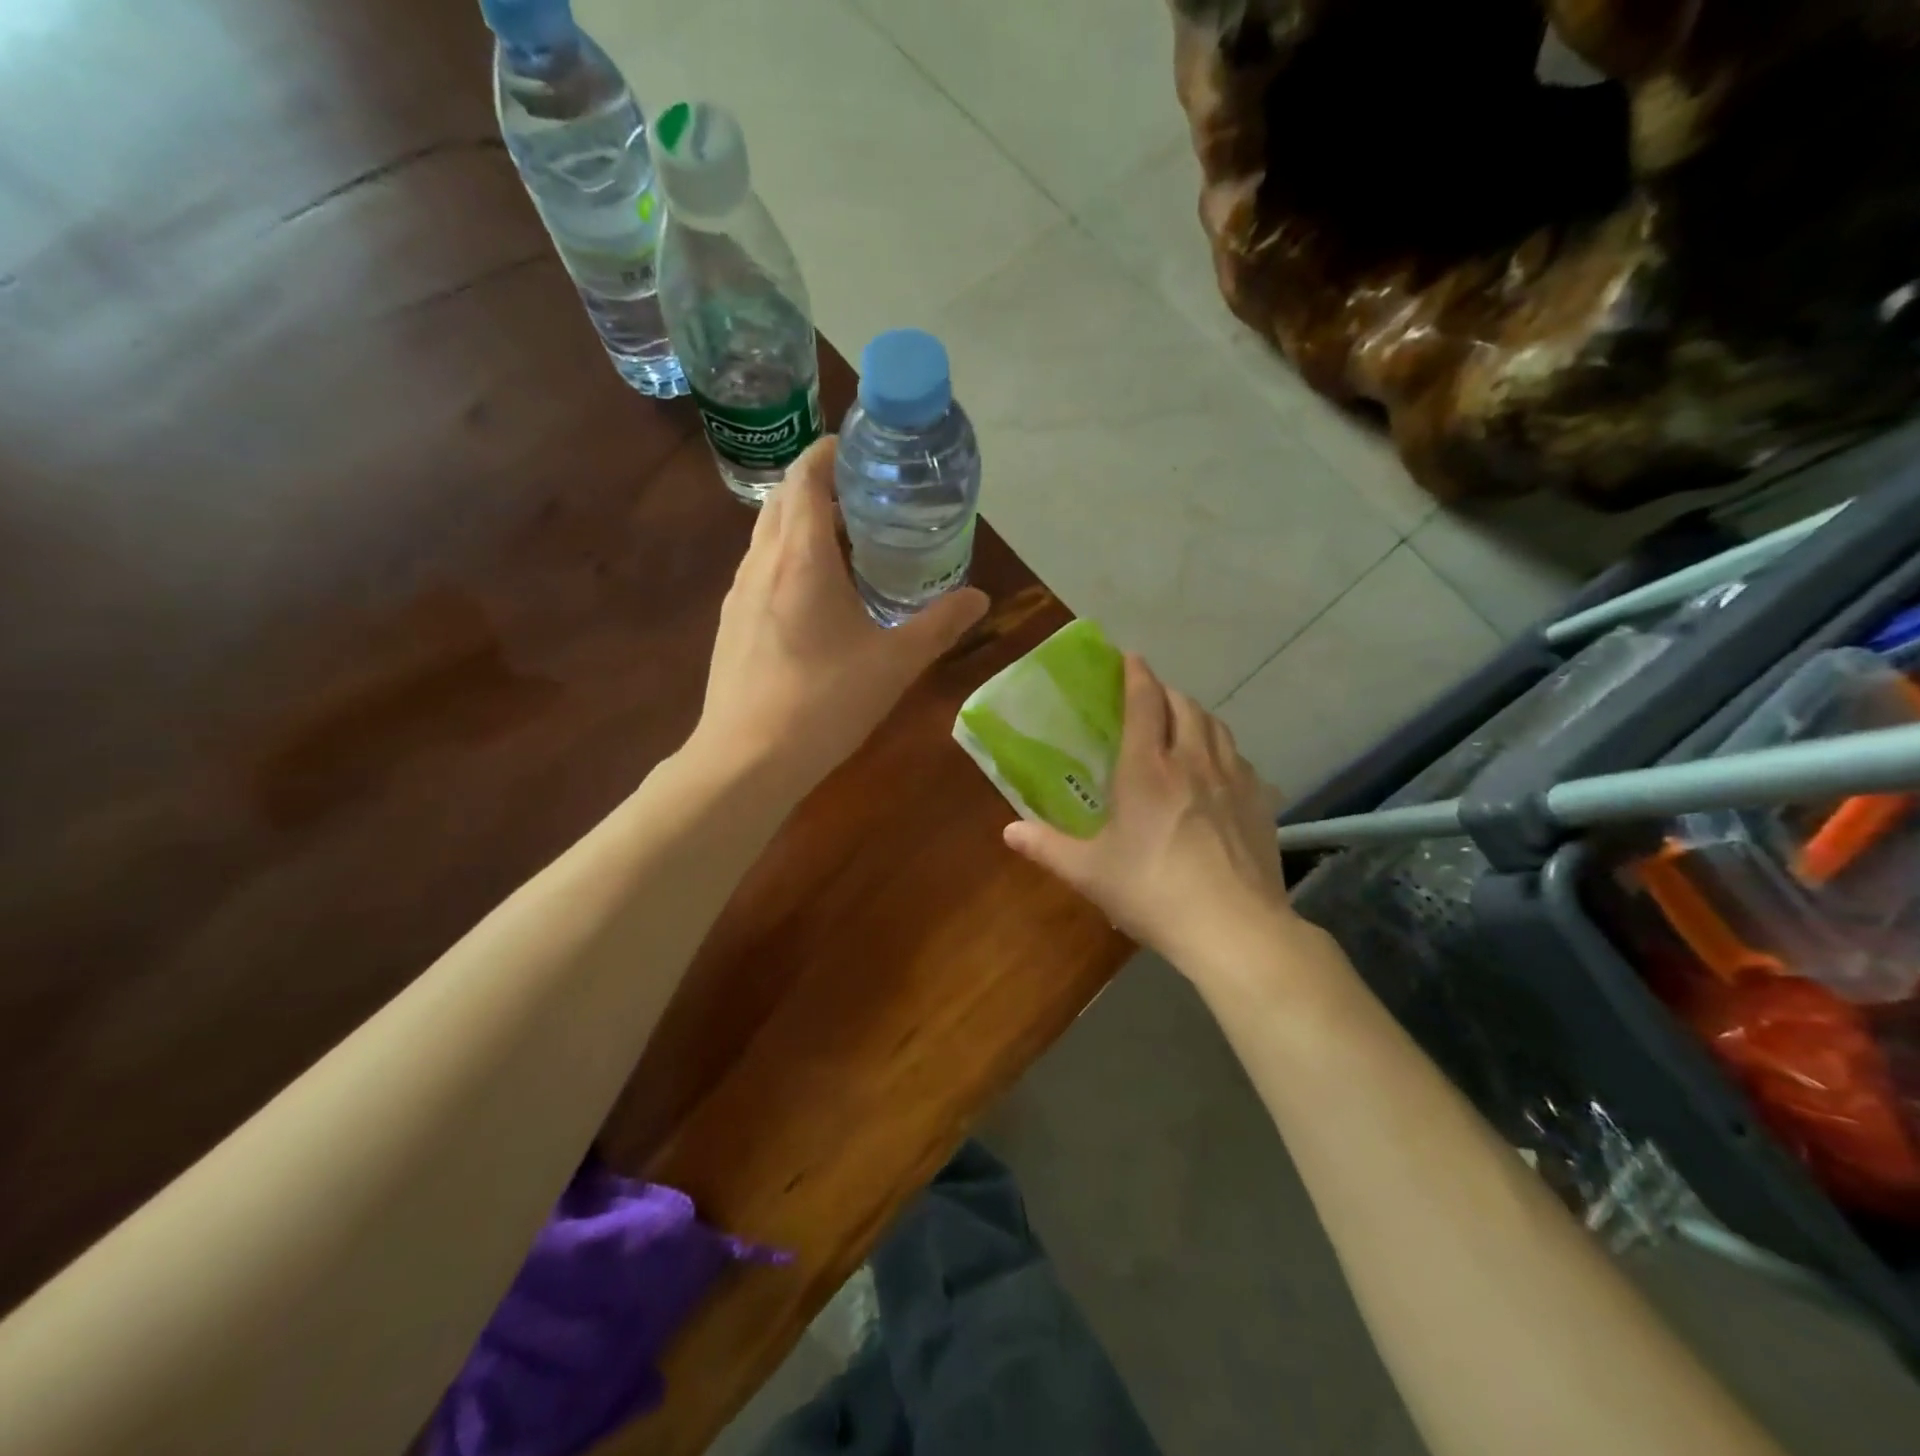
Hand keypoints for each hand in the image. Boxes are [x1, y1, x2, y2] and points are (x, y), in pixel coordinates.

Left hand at [693, 436, 988, 799]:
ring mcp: (738, 594)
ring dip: (800, 525)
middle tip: (862, 498)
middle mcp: (761, 563)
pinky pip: (759, 571)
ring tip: (844, 544)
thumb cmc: (825, 702)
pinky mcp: (730, 624)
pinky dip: (786, 560)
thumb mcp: (894, 663)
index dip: (828, 453)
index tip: (858, 451)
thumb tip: (980, 598)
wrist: (747, 759)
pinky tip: (813, 598)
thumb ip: (939, 625)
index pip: (805, 477)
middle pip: (782, 500)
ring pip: (767, 536)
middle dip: (817, 485)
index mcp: (801, 556)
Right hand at [1001, 654, 1297, 973]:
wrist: (1234, 928)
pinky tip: (1220, 770)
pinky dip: (1225, 751)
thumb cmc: (1153, 892)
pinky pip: (1241, 760)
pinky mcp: (1261, 803)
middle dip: (1166, 692)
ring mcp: (1233, 780)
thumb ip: (1047, 847)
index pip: (1144, 704)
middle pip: (1184, 706)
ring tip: (1184, 722)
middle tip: (1150, 696)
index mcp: (1148, 770)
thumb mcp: (1090, 872)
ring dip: (1197, 715)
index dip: (1136, 675)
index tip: (1130, 658)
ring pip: (1217, 727)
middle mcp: (1193, 762)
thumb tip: (1009, 831)